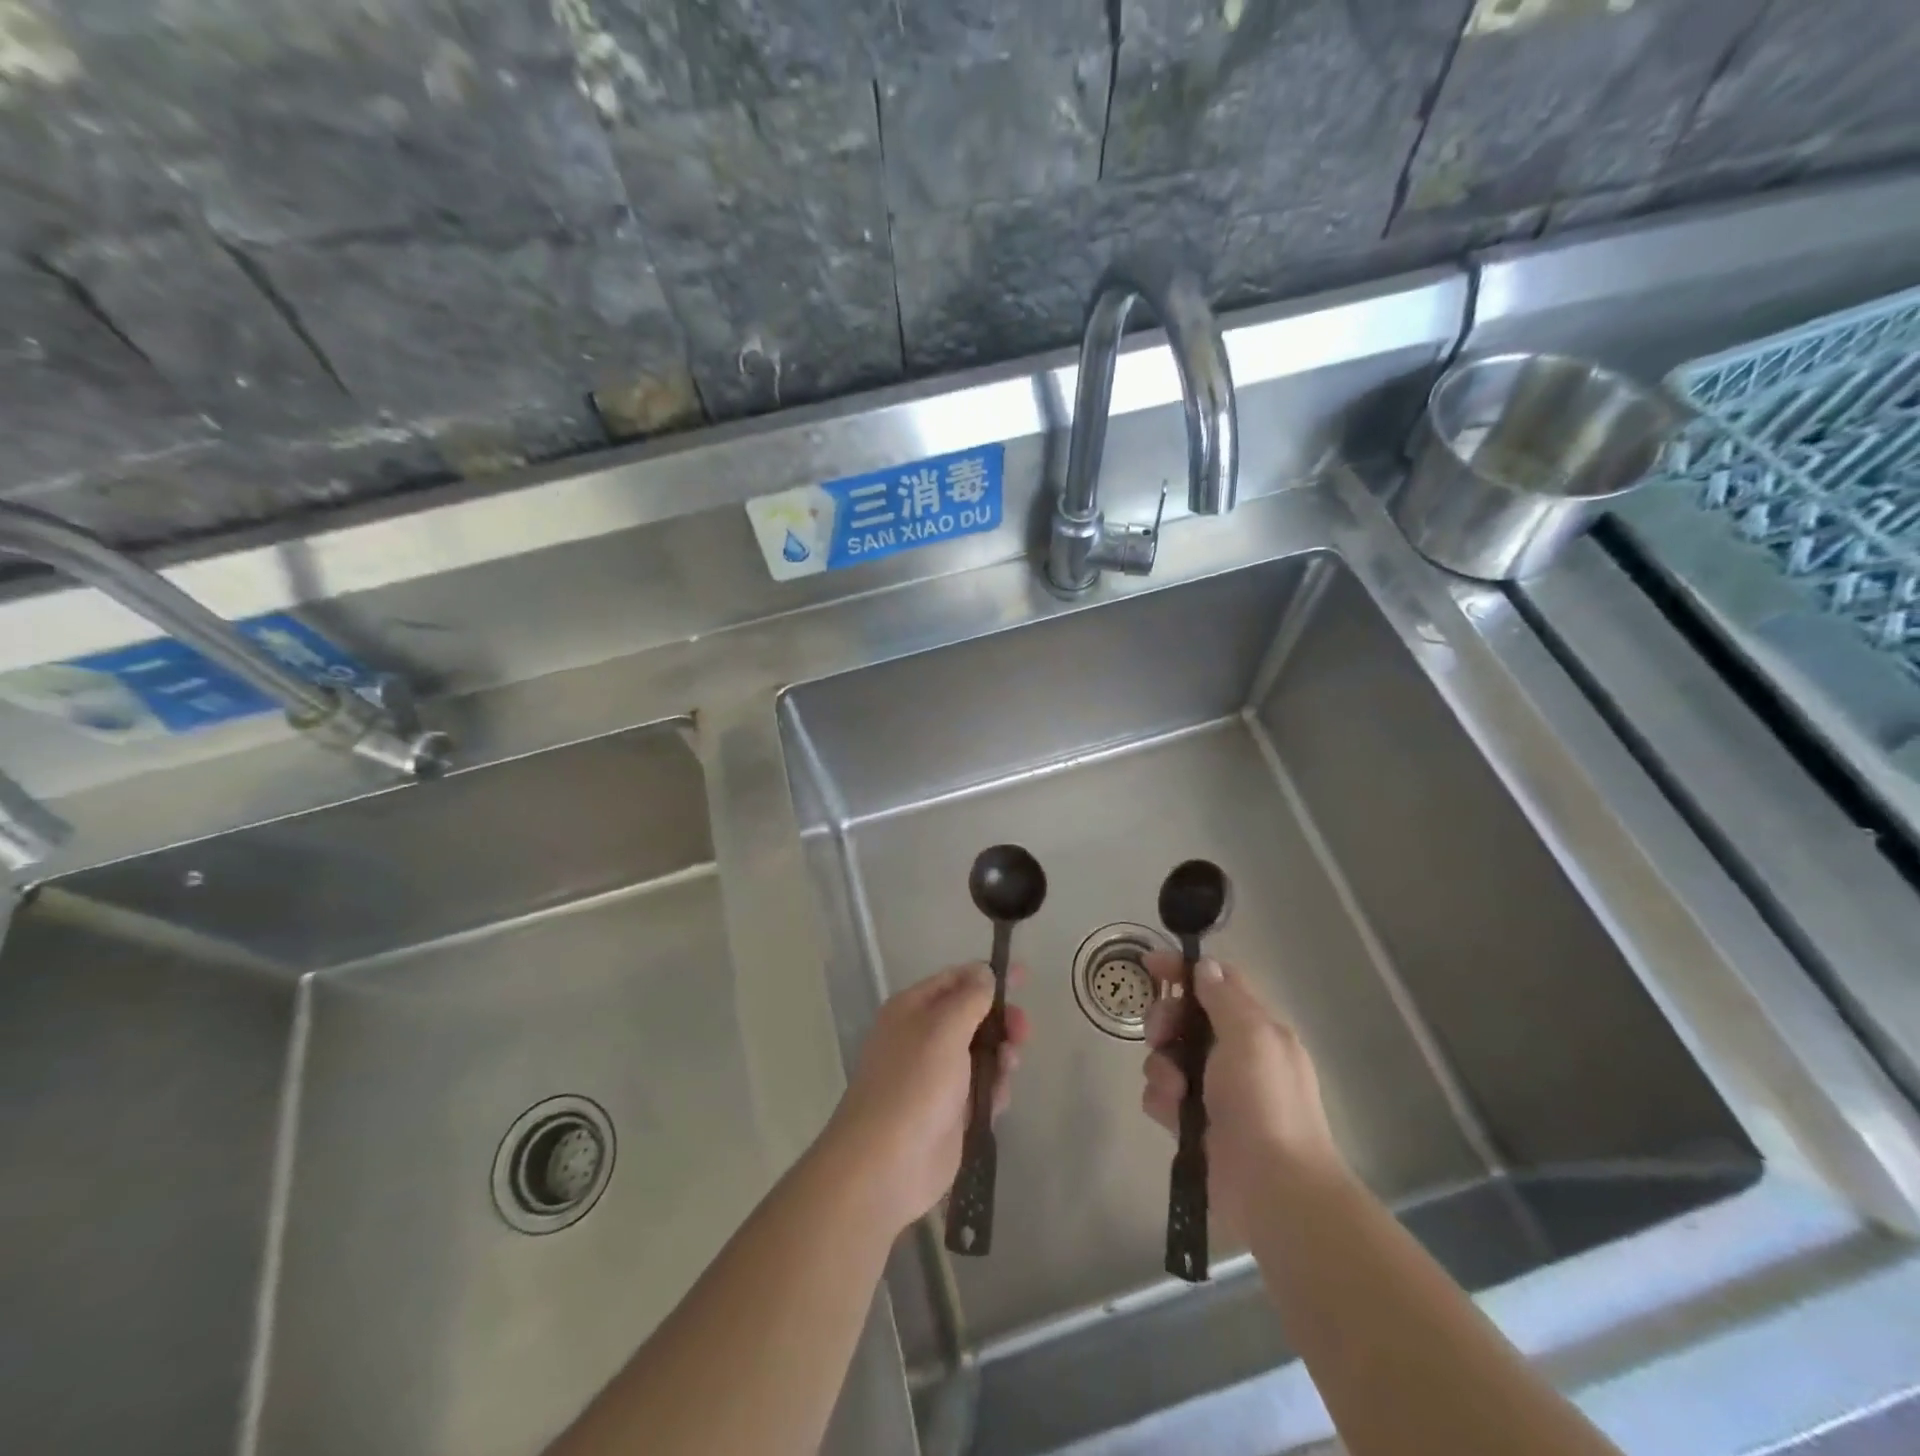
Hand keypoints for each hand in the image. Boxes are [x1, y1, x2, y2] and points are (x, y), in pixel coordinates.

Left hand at [825, 964, 1030, 1234]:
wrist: (886, 1163)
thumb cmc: (914, 1084)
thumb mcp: (943, 1029)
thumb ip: (970, 998)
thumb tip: (984, 972)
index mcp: (912, 1009)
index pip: (954, 979)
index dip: (987, 976)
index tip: (1023, 976)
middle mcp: (923, 1037)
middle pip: (973, 1016)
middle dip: (1000, 1019)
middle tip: (1022, 1031)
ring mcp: (937, 1076)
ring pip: (982, 1053)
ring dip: (1001, 1055)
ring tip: (1009, 1067)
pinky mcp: (951, 1112)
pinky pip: (982, 1089)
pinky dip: (995, 1088)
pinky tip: (998, 1099)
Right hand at [1140, 955, 1343, 1227]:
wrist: (1274, 1190)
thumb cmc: (1264, 1102)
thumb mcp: (1250, 1036)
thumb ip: (1224, 997)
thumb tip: (1205, 968)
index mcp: (1258, 1030)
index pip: (1218, 982)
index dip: (1184, 970)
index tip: (1148, 965)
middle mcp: (1236, 1055)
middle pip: (1186, 1017)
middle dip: (1166, 1020)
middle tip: (1159, 1035)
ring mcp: (1214, 1091)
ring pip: (1168, 1057)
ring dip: (1162, 1066)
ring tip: (1175, 1090)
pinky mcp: (1194, 1123)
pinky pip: (1162, 1095)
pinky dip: (1162, 1100)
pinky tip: (1172, 1114)